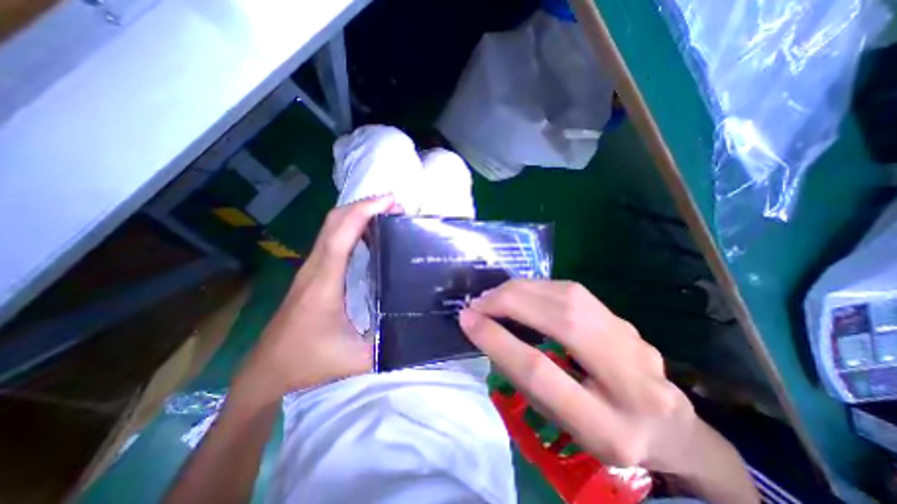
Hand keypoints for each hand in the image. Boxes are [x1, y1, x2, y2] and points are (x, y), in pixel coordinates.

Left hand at [234, 195, 394, 400]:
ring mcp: (311, 269)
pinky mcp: (312, 273)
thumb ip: (389, 345)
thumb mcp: (356, 359)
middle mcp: (315, 268)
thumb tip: (417, 328)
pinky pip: (332, 239)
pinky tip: (369, 234)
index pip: (342, 235)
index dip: (365, 211)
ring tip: (386, 214)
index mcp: (325, 283)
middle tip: (395, 205)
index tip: (391, 201)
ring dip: (357, 213)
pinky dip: (351, 227)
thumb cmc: (309, 363)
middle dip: (364, 205)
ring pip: (331, 227)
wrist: (267, 371)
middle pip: (334, 221)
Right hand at [462, 280, 699, 471]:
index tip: (467, 320)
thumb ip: (527, 379)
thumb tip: (490, 332)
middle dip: (510, 303)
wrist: (671, 430)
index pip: (540, 372)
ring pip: (570, 298)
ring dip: (523, 290)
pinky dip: (539, 288)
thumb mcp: (560, 423)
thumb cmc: (603, 435)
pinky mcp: (626, 322)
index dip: (498, 340)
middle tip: (478, 302)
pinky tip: (521, 292)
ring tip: (494, 295)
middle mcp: (631, 383)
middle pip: (562, 322)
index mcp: (607, 429)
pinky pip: (576, 293)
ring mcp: (635, 344)